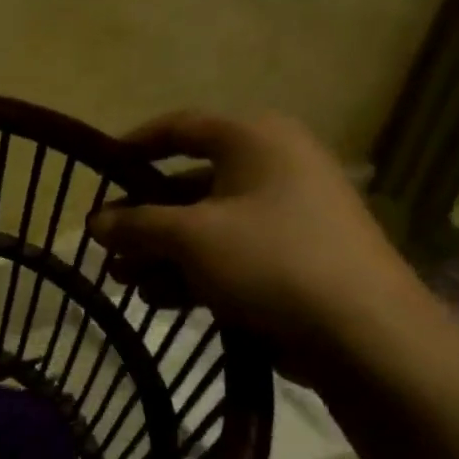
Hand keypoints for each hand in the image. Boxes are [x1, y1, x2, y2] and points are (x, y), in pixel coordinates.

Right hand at [87, 111, 436, 378]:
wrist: (363, 332)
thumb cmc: (270, 260)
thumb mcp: (190, 237)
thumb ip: (136, 224)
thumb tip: (94, 221)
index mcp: (255, 140)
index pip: (180, 127)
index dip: (133, 146)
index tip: (97, 171)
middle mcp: (271, 167)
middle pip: (187, 184)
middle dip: (141, 220)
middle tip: (106, 247)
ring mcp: (284, 214)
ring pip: (204, 225)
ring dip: (159, 252)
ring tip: (124, 282)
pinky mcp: (289, 257)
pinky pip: (227, 253)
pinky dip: (191, 271)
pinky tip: (158, 299)